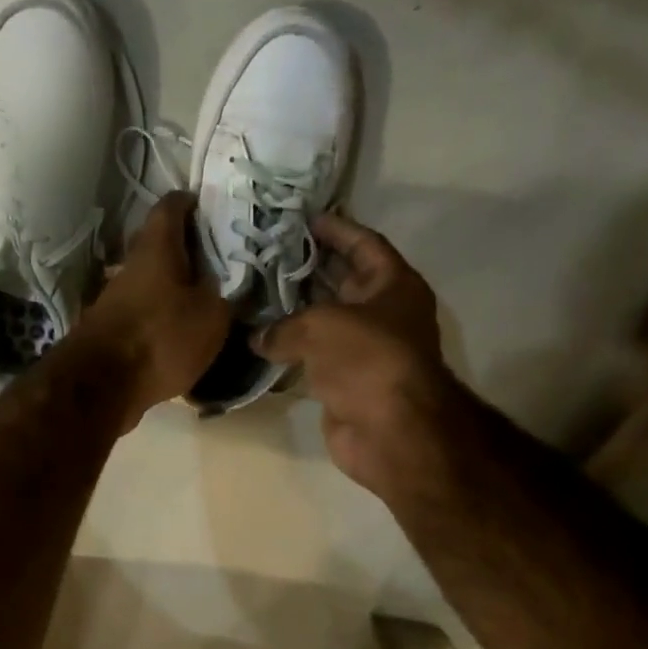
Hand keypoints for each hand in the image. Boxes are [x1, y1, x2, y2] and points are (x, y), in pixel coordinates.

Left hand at [75, 192, 231, 427]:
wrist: (102, 386)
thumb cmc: (161, 338)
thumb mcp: (212, 316)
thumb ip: (225, 295)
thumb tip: (228, 286)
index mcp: (156, 248)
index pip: (171, 206)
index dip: (192, 203)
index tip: (215, 209)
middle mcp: (131, 265)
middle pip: (160, 246)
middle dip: (188, 250)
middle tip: (221, 260)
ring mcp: (115, 299)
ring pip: (151, 281)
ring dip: (175, 287)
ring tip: (207, 300)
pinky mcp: (111, 330)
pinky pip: (144, 313)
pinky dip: (162, 317)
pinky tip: (182, 333)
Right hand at [252, 214, 458, 500]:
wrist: (390, 431)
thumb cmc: (367, 360)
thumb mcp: (322, 325)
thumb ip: (284, 325)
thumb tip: (257, 338)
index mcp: (393, 286)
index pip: (365, 245)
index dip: (337, 229)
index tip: (304, 217)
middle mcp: (382, 313)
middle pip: (341, 280)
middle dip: (307, 267)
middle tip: (266, 252)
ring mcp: (363, 350)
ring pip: (323, 320)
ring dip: (293, 310)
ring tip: (254, 290)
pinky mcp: (344, 381)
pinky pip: (312, 355)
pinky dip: (289, 348)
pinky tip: (257, 338)